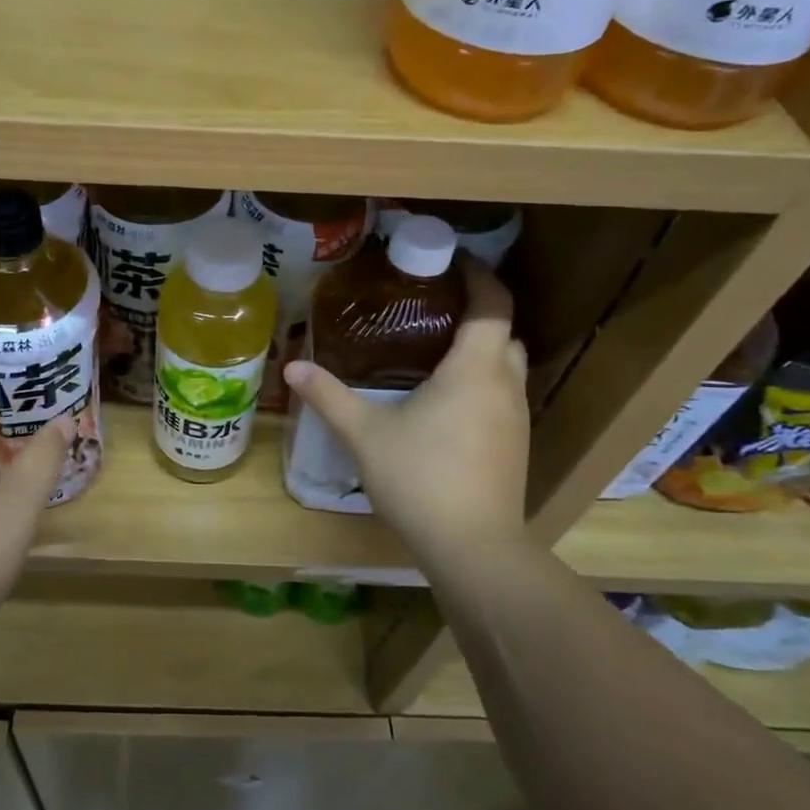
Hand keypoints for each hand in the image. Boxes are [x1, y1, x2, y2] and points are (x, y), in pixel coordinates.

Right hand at [283, 262, 529, 583]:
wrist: (474, 548)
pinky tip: (448, 403)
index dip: (479, 276)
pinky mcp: (516, 448)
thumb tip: (292, 367)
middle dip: (479, 313)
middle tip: (436, 307)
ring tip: (437, 351)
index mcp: (474, 369)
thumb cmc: (420, 478)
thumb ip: (328, 397)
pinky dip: (483, 384)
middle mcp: (505, 386)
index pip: (492, 304)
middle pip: (505, 333)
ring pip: (508, 367)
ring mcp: (517, 419)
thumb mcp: (364, 434)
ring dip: (483, 351)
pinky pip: (504, 397)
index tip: (453, 261)